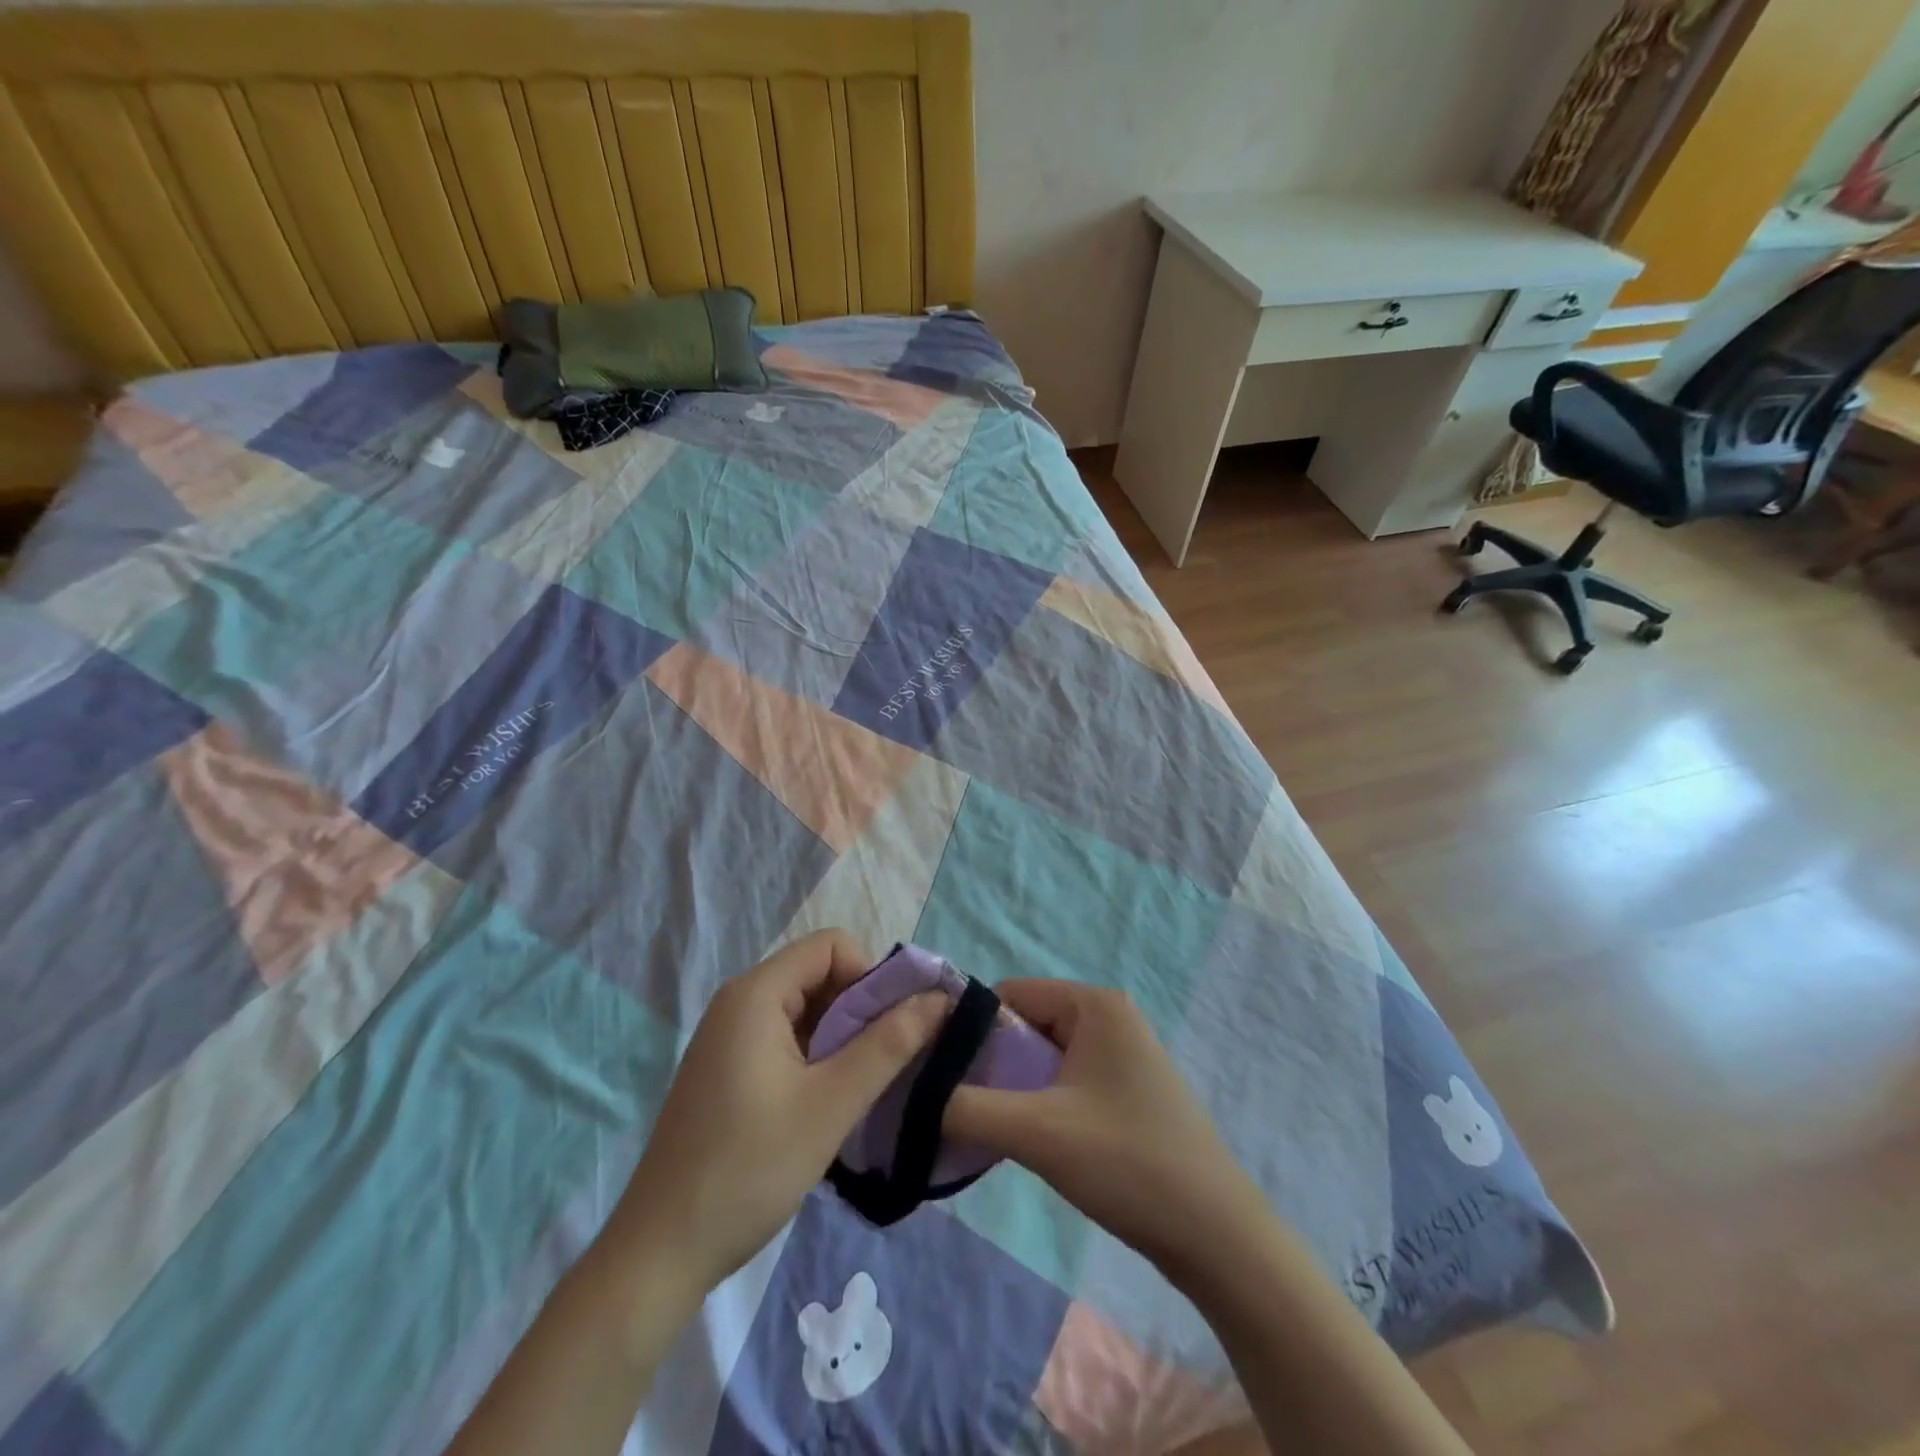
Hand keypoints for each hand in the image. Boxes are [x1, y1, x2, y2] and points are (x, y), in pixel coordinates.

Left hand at [605, 930, 948, 1301]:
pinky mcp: (728, 1069)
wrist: (661, 1253)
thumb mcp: (831, 1104)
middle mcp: (739, 1002)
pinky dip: (816, 1058)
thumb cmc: (749, 1169)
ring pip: (806, 1010)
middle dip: (860, 1010)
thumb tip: (939, 998)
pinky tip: (825, 1104)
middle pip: (819, 975)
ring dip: (841, 1038)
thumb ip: (889, 1045)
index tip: (888, 1031)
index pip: (832, 946)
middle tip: (882, 1066)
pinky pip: (785, 1039)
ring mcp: (729, 1037)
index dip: (870, 977)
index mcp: (756, 993)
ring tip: (856, 1091)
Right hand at [943, 980, 1266, 1271]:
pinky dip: (1038, 1104)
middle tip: (961, 1111)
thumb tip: (914, 1096)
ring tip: (991, 1130)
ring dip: (1013, 1090)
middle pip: (1024, 1026)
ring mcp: (1121, 1054)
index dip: (969, 1031)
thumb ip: (967, 1108)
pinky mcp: (1125, 1089)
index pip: (1008, 996)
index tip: (939, 1076)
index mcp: (1094, 1003)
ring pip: (1042, 1057)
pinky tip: (1027, 1142)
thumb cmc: (1128, 1164)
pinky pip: (1064, 1080)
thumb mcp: (1037, 1133)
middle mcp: (1108, 1016)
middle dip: (991, 1065)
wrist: (1217, 1237)